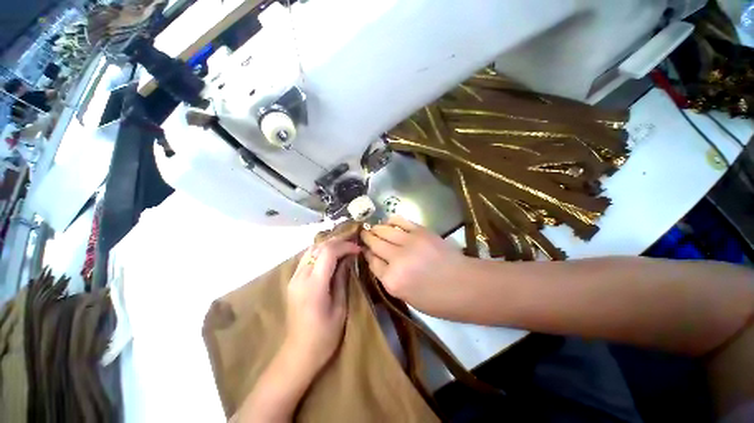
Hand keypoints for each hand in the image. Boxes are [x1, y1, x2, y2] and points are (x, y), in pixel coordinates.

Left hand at [284, 237, 359, 373]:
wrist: (298, 353)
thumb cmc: (324, 336)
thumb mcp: (340, 308)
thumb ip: (342, 279)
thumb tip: (348, 259)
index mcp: (314, 285)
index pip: (328, 252)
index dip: (345, 246)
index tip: (358, 249)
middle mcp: (300, 277)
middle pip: (318, 247)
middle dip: (338, 242)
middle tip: (353, 243)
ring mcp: (294, 278)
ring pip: (311, 250)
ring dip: (328, 245)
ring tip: (344, 246)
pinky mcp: (293, 281)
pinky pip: (307, 258)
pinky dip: (320, 251)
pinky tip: (330, 255)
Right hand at [360, 216, 469, 315]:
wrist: (465, 285)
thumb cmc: (437, 300)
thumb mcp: (406, 297)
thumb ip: (388, 278)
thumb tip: (377, 260)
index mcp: (392, 281)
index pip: (372, 262)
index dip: (367, 254)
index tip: (365, 250)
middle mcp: (396, 259)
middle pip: (375, 244)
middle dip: (367, 238)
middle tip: (363, 234)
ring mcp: (408, 242)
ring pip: (384, 230)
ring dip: (376, 228)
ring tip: (373, 227)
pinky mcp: (420, 231)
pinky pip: (400, 221)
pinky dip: (391, 220)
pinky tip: (387, 221)